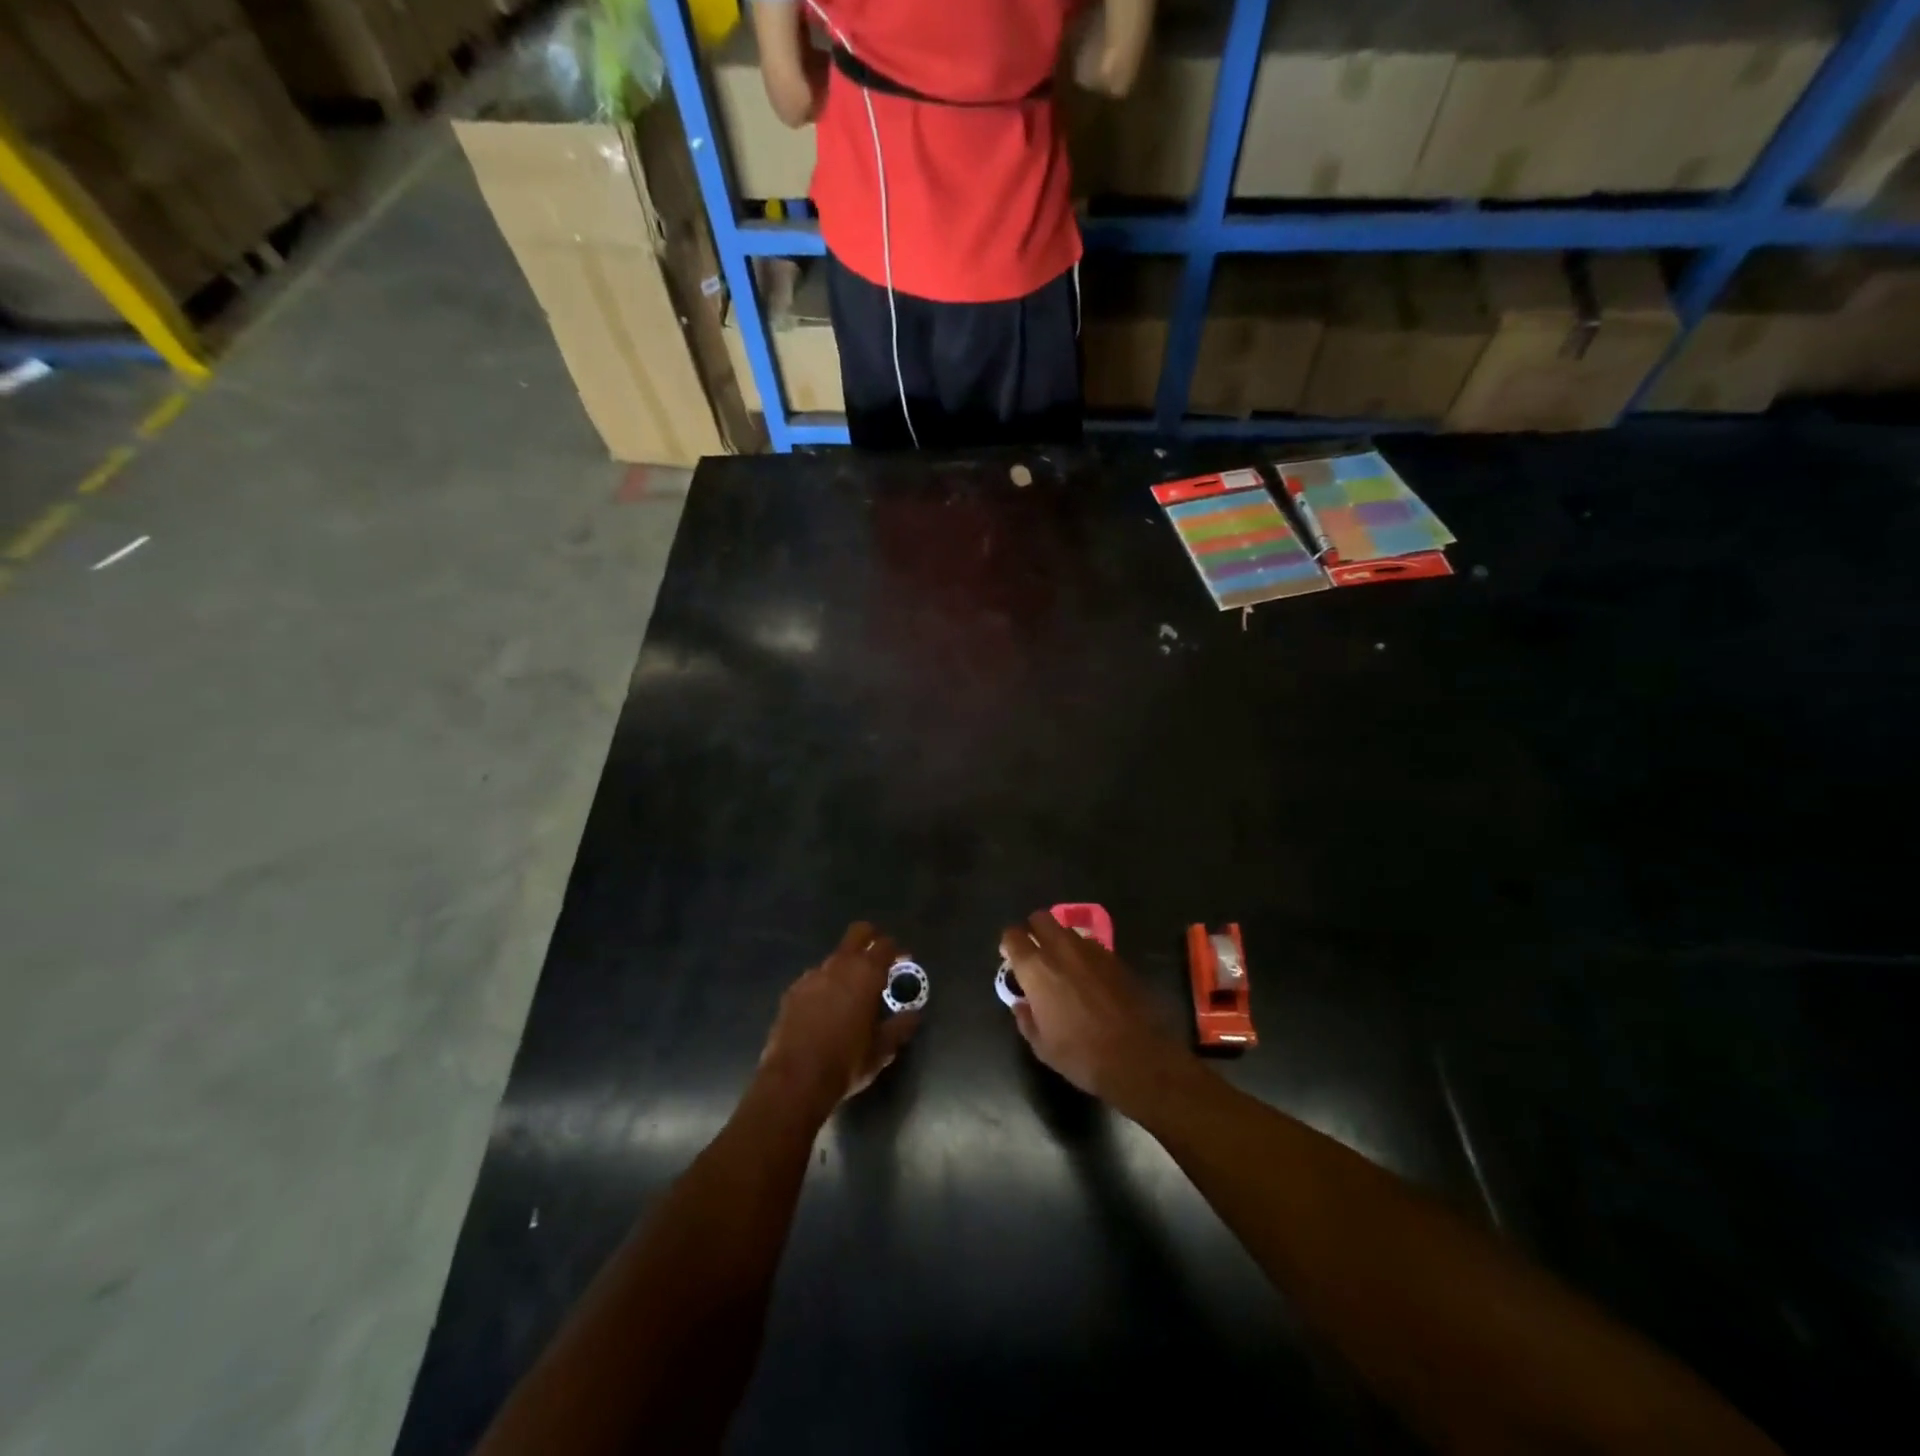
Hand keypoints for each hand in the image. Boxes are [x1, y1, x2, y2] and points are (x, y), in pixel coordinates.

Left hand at [760, 922, 920, 1116]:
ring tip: (850, 993)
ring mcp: (812, 976)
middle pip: (858, 933)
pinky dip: (825, 985)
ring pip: (835, 958)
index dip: (897, 950)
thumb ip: (900, 1027)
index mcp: (866, 974)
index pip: (886, 945)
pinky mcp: (792, 991)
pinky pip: (815, 978)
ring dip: (846, 967)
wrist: (795, 1079)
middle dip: (871, 938)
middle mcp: (839, 965)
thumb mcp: (882, 1050)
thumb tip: (914, 1015)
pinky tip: (825, 1009)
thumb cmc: (846, 1062)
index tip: (903, 961)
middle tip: (878, 959)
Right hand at [999, 910, 1191, 1111]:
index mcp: (1036, 968)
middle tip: (1035, 954)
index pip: (1013, 935)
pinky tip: (1088, 977)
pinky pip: (1090, 944)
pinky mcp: (1114, 957)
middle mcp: (1061, 949)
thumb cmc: (1081, 1055)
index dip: (1009, 944)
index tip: (1010, 958)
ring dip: (1059, 941)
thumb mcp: (1042, 1046)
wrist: (1137, 1057)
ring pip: (1066, 929)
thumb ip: (1026, 1018)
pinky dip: (1083, 953)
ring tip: (1063, 966)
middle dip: (1034, 930)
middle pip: (1040, 918)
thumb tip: (1021, 1004)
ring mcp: (1090, 949)